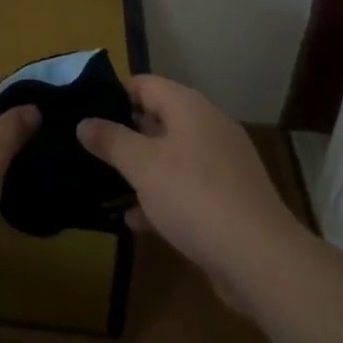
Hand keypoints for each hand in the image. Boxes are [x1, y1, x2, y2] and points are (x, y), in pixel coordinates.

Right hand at [77, 74, 301, 312]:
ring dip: (141, 170)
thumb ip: (110, 140)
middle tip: (90, 150)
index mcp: (189, 107)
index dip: (114, 95)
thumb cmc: (194, 196)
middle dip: (125, 135)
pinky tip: (137, 221)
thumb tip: (84, 122)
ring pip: (171, 157)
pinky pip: (187, 188)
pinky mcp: (228, 199)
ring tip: (106, 185)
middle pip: (158, 119)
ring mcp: (221, 164)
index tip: (86, 114)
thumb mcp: (142, 166)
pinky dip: (162, 198)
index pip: (145, 84)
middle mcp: (208, 127)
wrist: (259, 258)